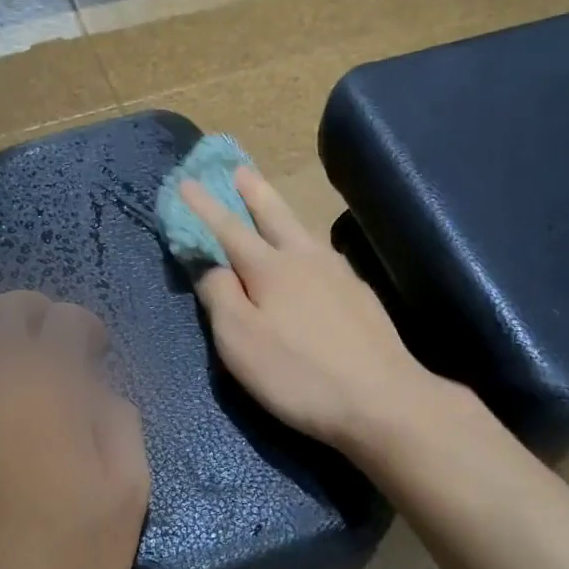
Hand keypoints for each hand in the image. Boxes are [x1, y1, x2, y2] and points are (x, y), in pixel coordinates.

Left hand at [0, 291, 150, 568]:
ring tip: (4, 366)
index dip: (85, 327)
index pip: (65, 320)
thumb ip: (119, 418)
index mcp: (50, 384)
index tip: (95, 350)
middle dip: (35, 314)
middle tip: (52, 342)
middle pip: (5, 310)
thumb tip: (97, 390)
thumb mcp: (129, 484)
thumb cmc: (76, 546)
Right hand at [180, 169, 443, 451]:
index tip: (185, 182)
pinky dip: (306, 244)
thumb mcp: (240, 341)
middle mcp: (305, 259)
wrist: (382, 400)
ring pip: (303, 232)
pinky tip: (310, 254)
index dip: (203, 207)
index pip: (227, 229)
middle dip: (252, 191)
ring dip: (281, 212)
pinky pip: (324, 255)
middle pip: (274, 215)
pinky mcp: (360, 296)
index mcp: (270, 268)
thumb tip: (212, 267)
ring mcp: (339, 274)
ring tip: (270, 203)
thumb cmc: (299, 374)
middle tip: (237, 168)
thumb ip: (220, 297)